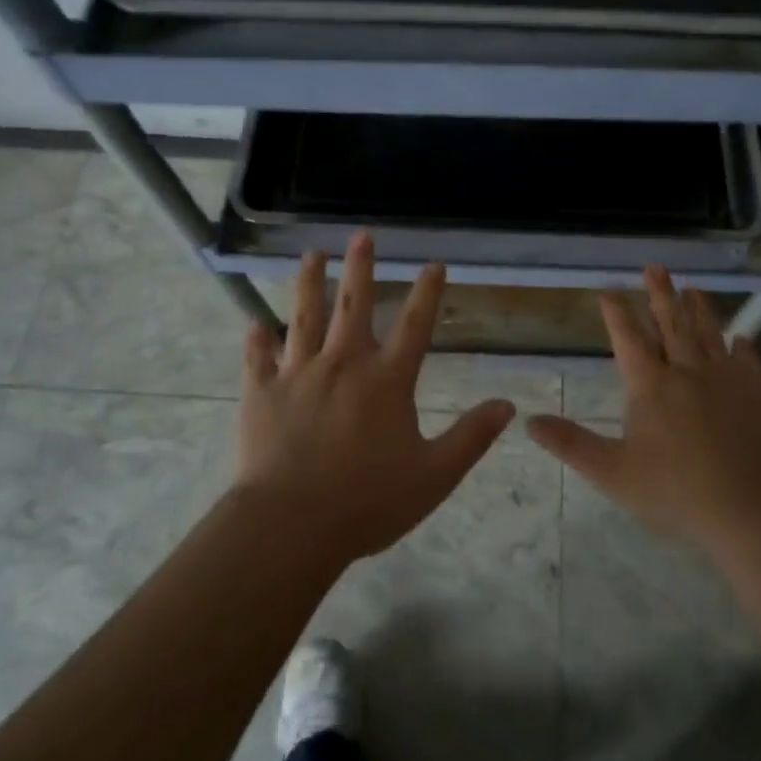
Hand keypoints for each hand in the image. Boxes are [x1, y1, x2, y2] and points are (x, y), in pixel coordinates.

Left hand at [235, 233, 514, 564]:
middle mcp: (343, 364)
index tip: (434, 263)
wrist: (291, 525)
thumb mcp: (433, 475)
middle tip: (361, 235)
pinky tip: (254, 323)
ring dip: (309, 284)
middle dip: (360, 267)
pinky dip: (256, 340)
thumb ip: (470, 437)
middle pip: (353, 305)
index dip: (428, 292)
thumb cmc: (368, 501)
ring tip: (311, 255)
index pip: (415, 325)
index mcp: (386, 380)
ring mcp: (298, 374)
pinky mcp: (261, 393)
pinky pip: (258, 359)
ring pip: (303, 317)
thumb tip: (507, 405)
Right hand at [528, 267, 760, 554]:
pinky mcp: (758, 394)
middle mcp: (687, 371)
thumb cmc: (676, 493)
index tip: (609, 291)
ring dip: (699, 309)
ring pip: (709, 334)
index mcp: (651, 385)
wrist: (751, 511)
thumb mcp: (612, 473)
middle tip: (655, 268)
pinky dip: (743, 346)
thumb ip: (571, 444)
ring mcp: (726, 380)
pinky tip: (741, 339)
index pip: (628, 338)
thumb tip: (529, 421)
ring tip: (693, 288)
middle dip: (660, 294)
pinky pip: (749, 361)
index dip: (617, 313)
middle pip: (671, 324)